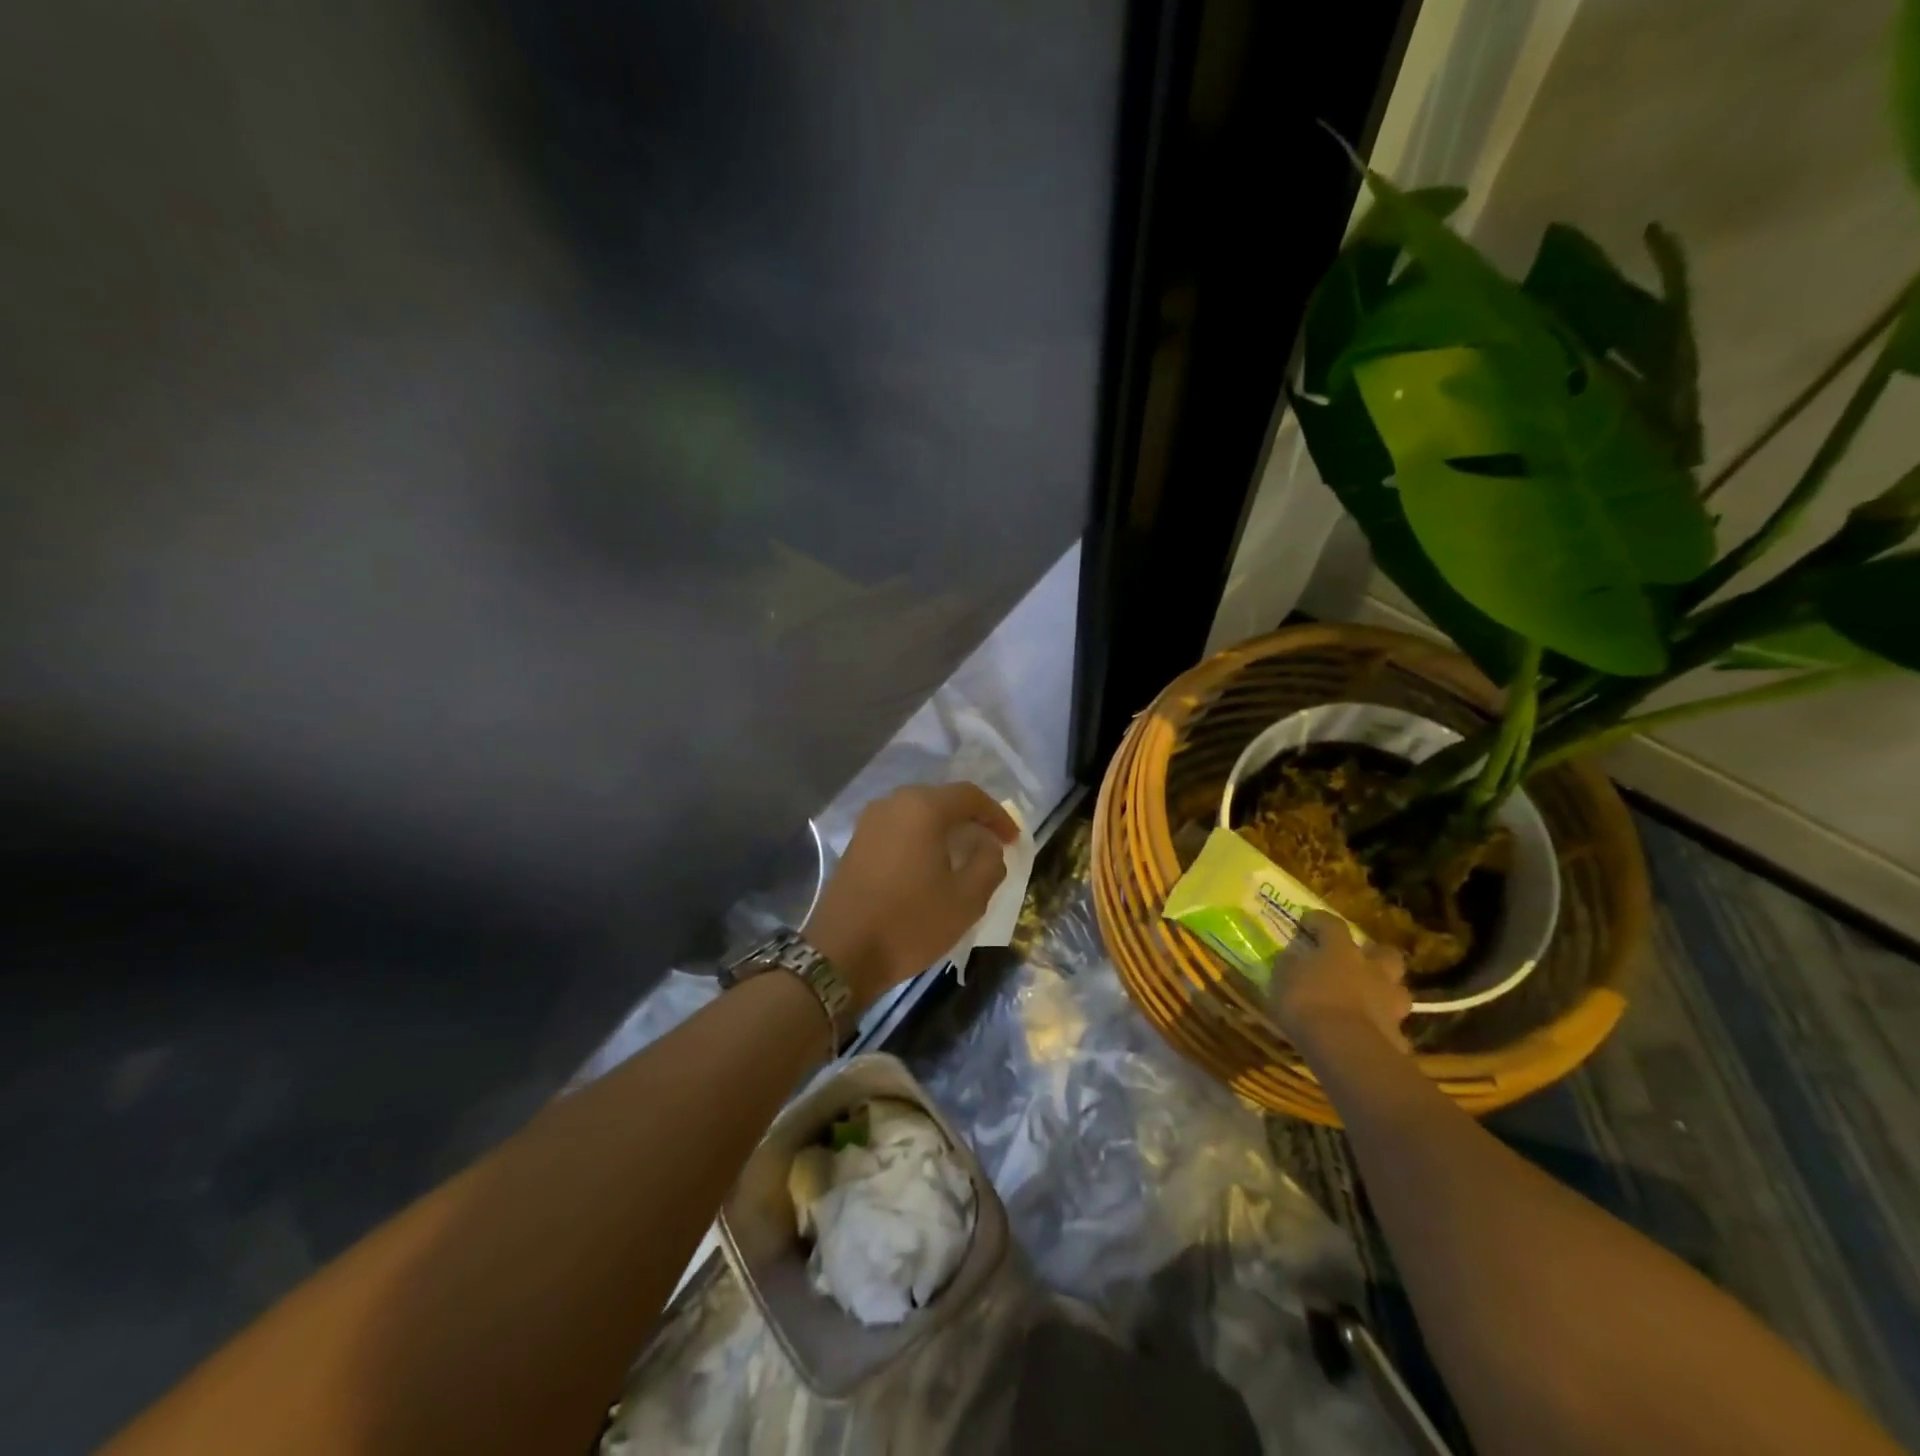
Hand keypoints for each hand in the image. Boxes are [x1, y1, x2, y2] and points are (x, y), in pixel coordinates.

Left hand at [804, 782, 1018, 1009]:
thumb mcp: (966, 899)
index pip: (970, 796)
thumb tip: (988, 846)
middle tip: (991, 845)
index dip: (997, 815)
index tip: (1012, 839)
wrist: (842, 953)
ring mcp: (870, 822)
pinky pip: (899, 828)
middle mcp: (893, 803)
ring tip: (963, 856)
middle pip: (942, 800)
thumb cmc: (910, 922)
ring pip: (918, 814)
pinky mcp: (856, 842)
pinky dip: (921, 839)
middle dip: (970, 819)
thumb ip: (989, 864)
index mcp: (922, 808)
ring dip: (944, 829)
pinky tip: (930, 865)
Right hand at [1268, 910, 1412, 1054]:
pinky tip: (1368, 1034)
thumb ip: (1291, 964)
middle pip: (1386, 953)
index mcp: (1341, 951)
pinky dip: (1382, 1027)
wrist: (1345, 1049)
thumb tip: (1292, 956)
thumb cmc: (1307, 1003)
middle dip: (1375, 955)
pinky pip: (1391, 1026)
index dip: (1319, 921)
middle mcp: (1372, 971)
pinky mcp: (1398, 1035)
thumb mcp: (1283, 978)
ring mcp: (1390, 1003)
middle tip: (1359, 961)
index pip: (1332, 924)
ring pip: (1397, 990)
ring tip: (1369, 999)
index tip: (1307, 922)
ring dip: (1385, 991)